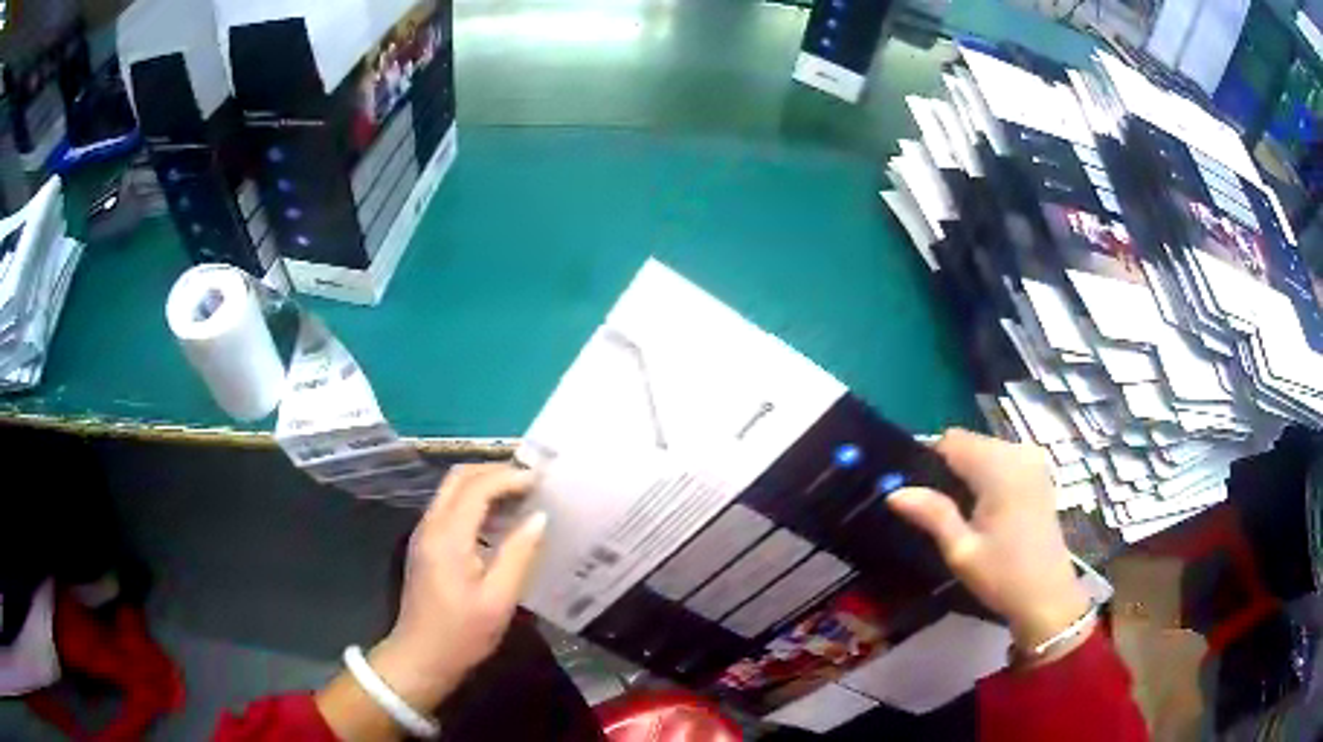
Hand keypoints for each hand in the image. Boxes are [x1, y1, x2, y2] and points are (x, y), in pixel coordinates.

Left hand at [370, 464, 546, 710]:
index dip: (510, 477)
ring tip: (521, 494)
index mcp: (448, 536)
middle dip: (495, 471)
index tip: (541, 481)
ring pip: (452, 489)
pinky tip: (499, 518)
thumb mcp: (499, 600)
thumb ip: (519, 554)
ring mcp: (424, 533)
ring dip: (484, 483)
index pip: (477, 487)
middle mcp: (431, 525)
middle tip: (531, 480)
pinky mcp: (426, 544)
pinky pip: (450, 506)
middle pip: (459, 477)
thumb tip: (540, 517)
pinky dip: (475, 499)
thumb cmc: (462, 633)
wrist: (421, 656)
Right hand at [887, 429, 1090, 660]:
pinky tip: (983, 508)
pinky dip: (987, 475)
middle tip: (935, 509)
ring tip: (958, 512)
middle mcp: (1018, 453)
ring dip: (968, 471)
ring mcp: (1033, 461)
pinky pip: (1003, 459)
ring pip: (986, 449)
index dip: (929, 460)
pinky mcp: (1039, 473)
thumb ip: (932, 514)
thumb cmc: (1003, 576)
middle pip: (969, 442)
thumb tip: (894, 492)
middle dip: (949, 467)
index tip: (916, 492)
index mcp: (999, 468)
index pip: (951, 440)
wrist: (1048, 596)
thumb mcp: (961, 551)